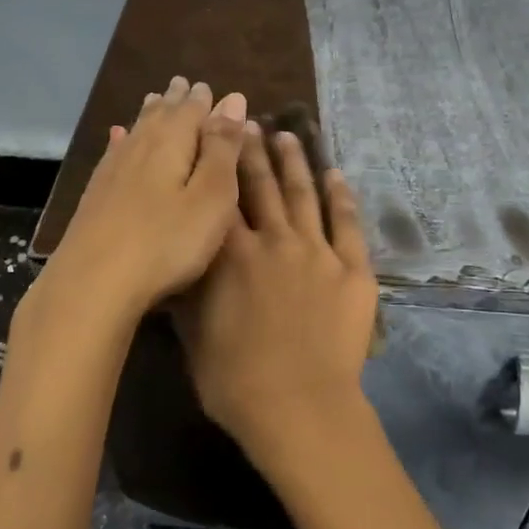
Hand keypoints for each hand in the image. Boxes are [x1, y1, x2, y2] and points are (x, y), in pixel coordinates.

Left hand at [38, 77, 248, 327]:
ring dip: (149, 114)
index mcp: (172, 143)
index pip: (191, 110)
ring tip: (156, 99)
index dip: (204, 100)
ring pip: (136, 131)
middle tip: (182, 83)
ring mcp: (113, 171)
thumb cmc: (166, 242)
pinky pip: (113, 153)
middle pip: (160, 115)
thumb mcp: (211, 196)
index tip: (208, 86)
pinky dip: (121, 140)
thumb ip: (223, 148)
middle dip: (175, 100)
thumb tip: (233, 98)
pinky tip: (117, 136)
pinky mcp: (95, 195)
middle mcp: (140, 147)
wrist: (92, 284)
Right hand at [174, 123, 378, 465]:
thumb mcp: (193, 335)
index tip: (216, 135)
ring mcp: (316, 250)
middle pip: (262, 185)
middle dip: (254, 151)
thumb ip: (187, 291)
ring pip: (303, 194)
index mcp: (231, 254)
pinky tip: (336, 174)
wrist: (299, 407)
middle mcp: (273, 239)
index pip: (222, 197)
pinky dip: (341, 196)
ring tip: (288, 135)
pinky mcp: (352, 268)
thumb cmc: (235, 381)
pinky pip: (347, 223)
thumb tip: (177, 258)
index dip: (219, 163)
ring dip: (294, 161)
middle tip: (250, 121)